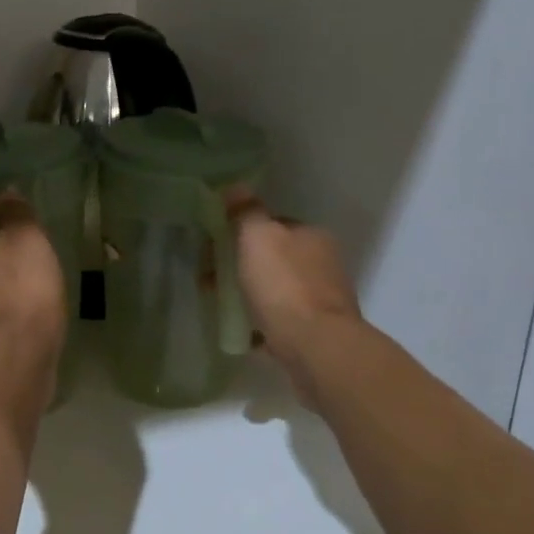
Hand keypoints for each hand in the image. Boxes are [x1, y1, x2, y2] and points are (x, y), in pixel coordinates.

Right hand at [228, 194, 359, 394]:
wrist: (316, 347)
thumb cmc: (284, 286)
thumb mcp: (258, 238)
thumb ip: (247, 212)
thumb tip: (236, 186)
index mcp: (312, 235)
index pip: (272, 225)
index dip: (240, 233)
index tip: (212, 250)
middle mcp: (323, 263)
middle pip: (273, 258)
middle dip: (241, 266)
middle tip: (210, 281)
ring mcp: (323, 299)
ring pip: (276, 289)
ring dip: (251, 295)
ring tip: (222, 307)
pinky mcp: (318, 331)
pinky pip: (281, 320)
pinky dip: (262, 323)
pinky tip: (245, 332)